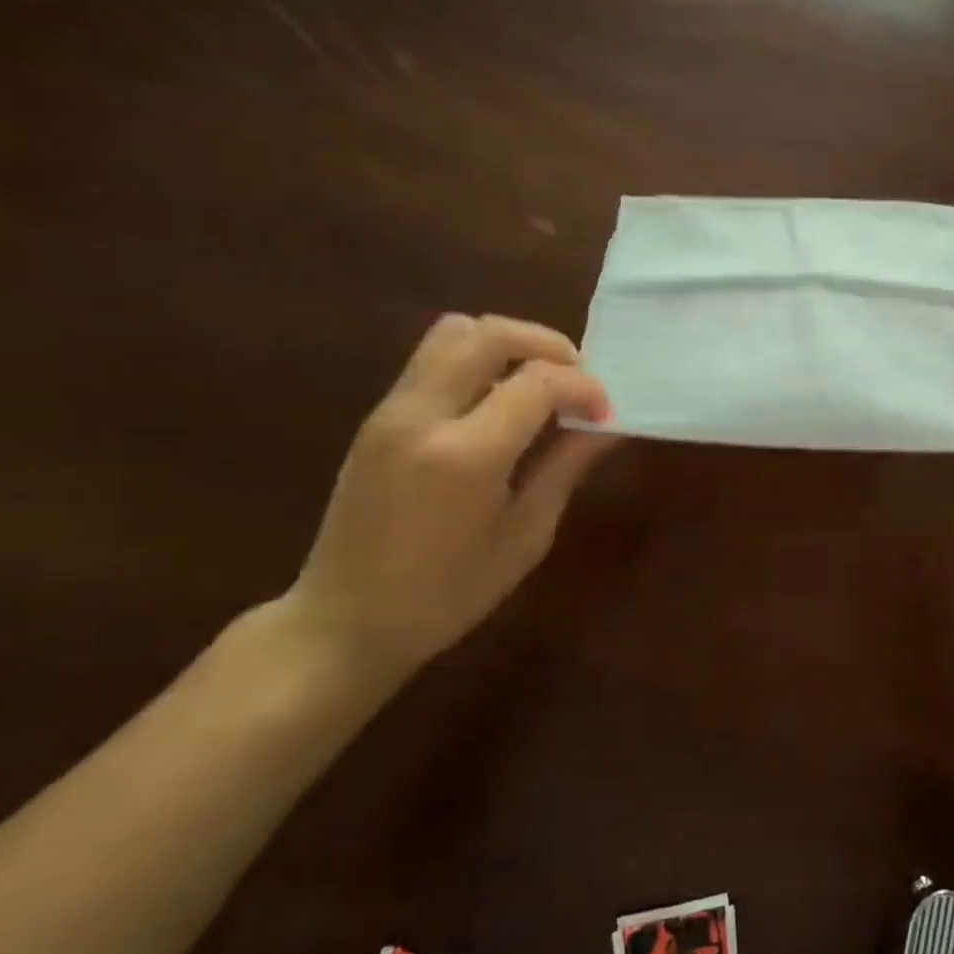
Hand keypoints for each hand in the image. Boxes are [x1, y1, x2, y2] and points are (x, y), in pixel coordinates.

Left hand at [283, 314, 616, 676]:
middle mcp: (422, 416)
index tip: (605, 413)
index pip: (538, 381)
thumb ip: (566, 466)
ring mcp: (391, 411)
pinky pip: (433, 359)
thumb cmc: (447, 594)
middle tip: (576, 380)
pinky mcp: (378, 416)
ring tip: (536, 385)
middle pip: (490, 333)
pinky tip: (498, 404)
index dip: (584, 386)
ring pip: (454, 332)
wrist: (344, 621)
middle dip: (548, 344)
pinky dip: (478, 361)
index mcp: (465, 455)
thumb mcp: (525, 536)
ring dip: (507, 345)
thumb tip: (608, 424)